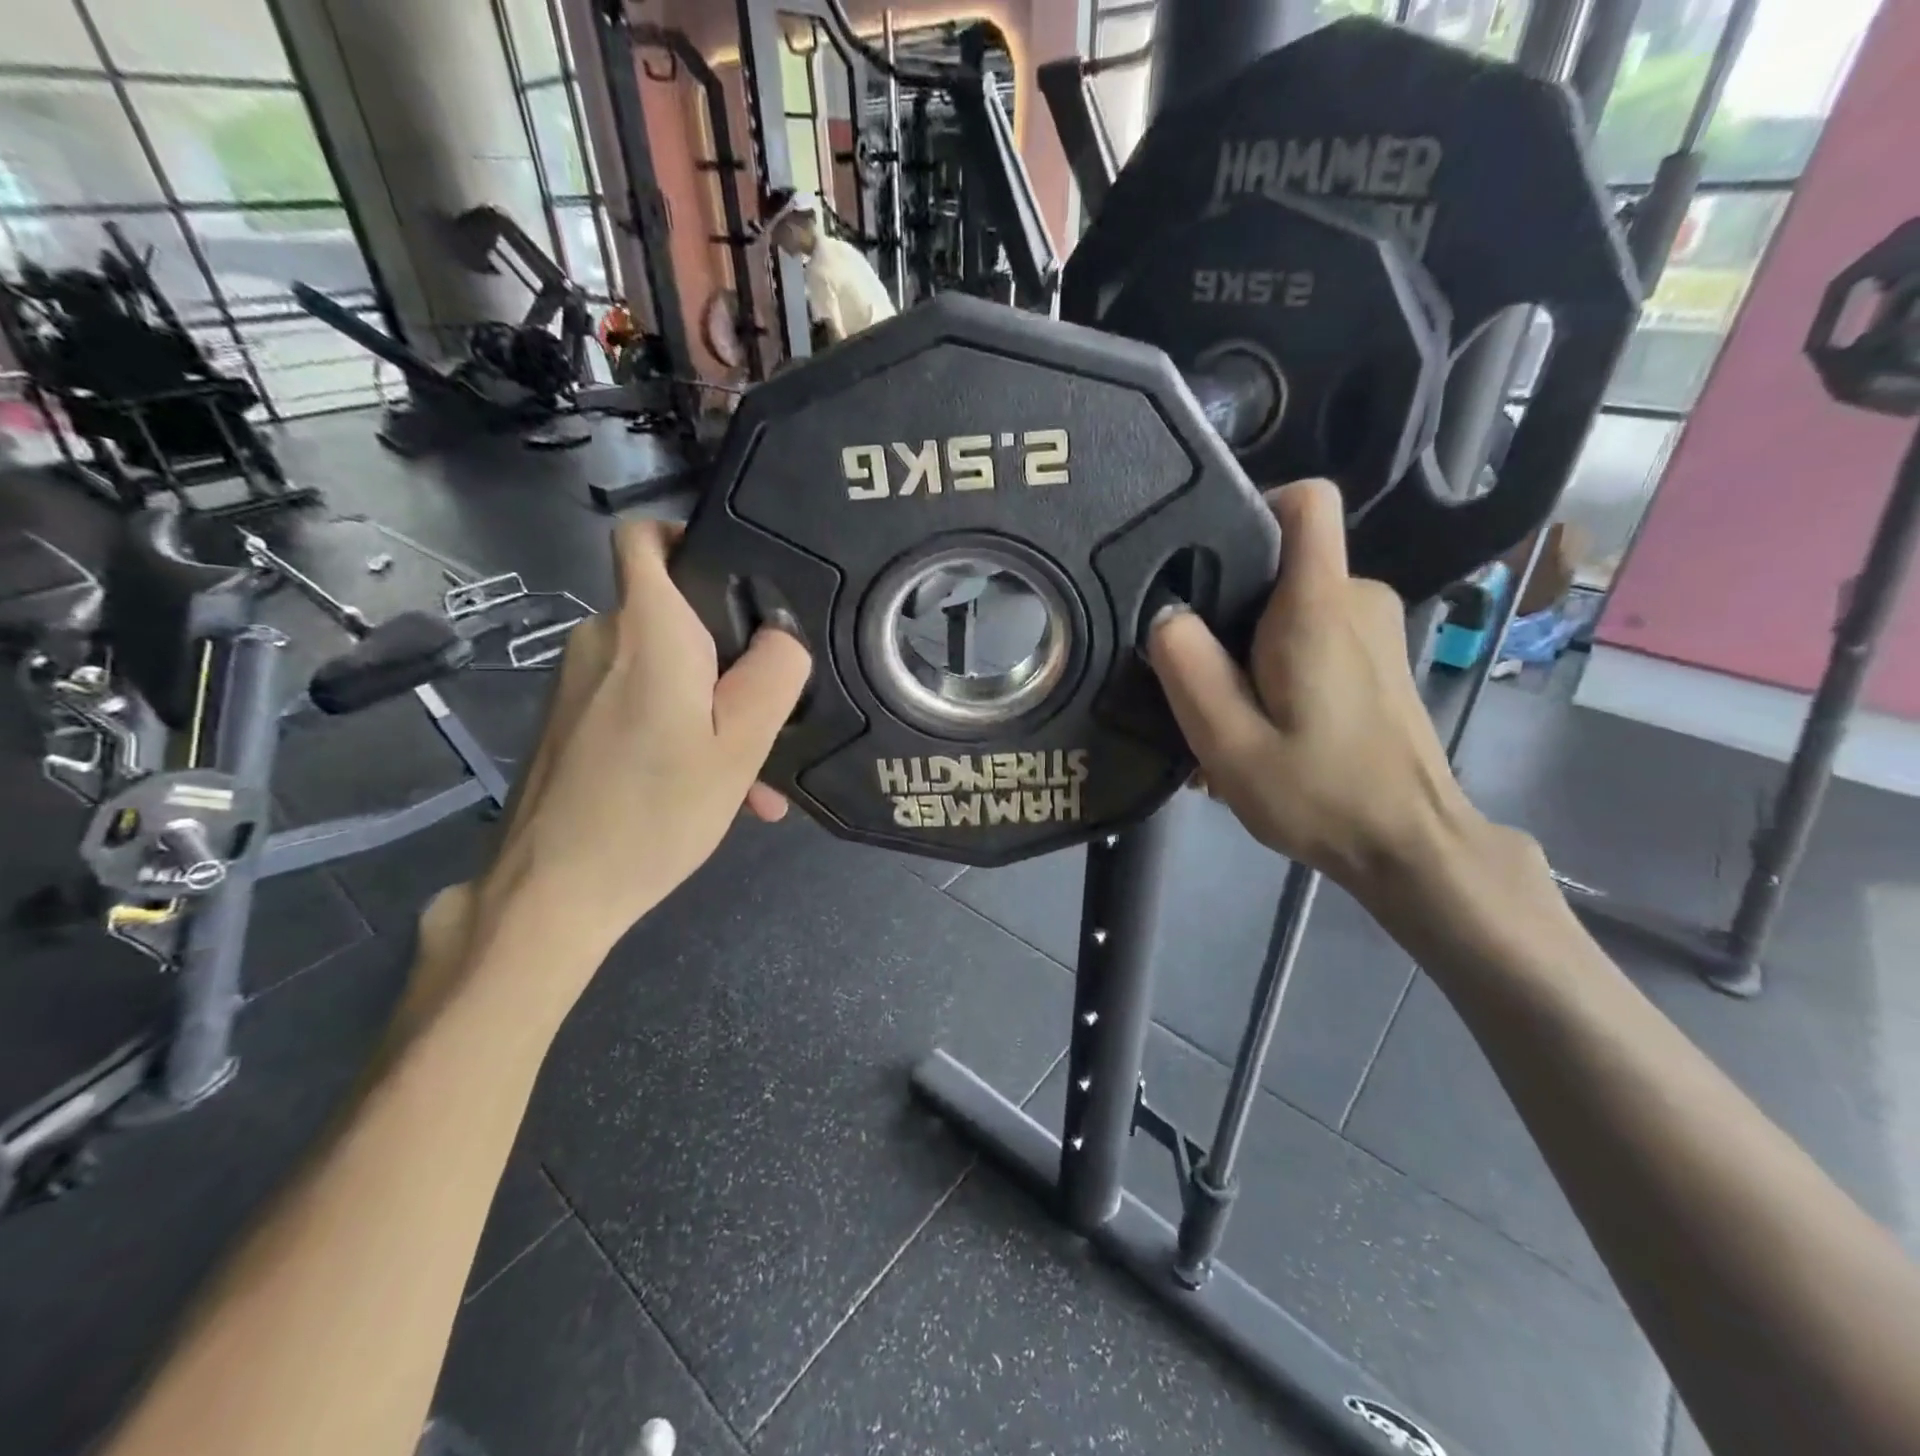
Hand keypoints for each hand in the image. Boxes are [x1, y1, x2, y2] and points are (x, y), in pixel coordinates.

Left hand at [433, 521, 808, 1018]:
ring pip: (662, 668)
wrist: (550, 893)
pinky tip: (707, 790)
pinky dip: (677, 730)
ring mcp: (578, 681)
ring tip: (749, 778)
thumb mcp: (739, 745)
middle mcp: (602, 640)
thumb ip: (773, 674)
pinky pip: (638, 702)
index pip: (644, 537)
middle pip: (673, 615)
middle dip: (727, 658)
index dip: (689, 537)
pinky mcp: (570, 719)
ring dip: (710, 709)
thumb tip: (781, 634)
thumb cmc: (654, 811)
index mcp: (647, 630)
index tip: (739, 581)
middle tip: (769, 719)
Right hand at [1146, 479, 1482, 895]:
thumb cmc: (1320, 794)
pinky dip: (1275, 668)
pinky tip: (1257, 726)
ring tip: (1219, 715)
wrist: (1410, 846)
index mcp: (1319, 605)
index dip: (1253, 504)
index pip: (1306, 501)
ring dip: (1246, 650)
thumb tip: (1164, 614)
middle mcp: (1356, 598)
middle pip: (1279, 563)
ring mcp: (1373, 627)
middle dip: (1227, 607)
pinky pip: (1311, 635)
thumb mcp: (1229, 741)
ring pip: (1290, 607)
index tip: (1202, 554)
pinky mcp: (1376, 657)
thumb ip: (1188, 669)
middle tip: (1192, 674)